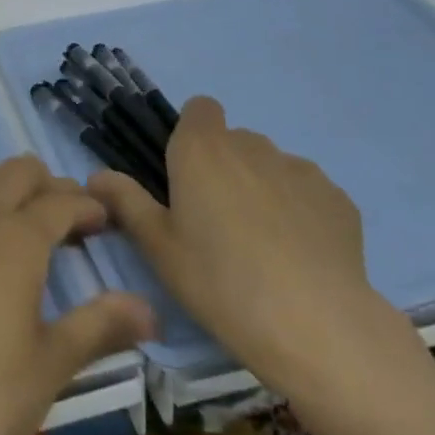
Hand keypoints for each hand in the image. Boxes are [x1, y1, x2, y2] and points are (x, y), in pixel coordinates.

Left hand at [0, 155, 153, 434]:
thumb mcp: (53, 364)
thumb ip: (101, 325)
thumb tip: (149, 310)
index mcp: (14, 237)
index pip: (60, 201)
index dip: (88, 207)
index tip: (105, 225)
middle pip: (18, 173)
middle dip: (50, 187)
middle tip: (71, 226)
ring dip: (11, 192)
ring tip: (29, 234)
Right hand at [87, 96, 417, 405]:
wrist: (316, 326)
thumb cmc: (220, 281)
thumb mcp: (159, 248)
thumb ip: (126, 202)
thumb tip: (96, 176)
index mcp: (201, 149)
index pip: (200, 108)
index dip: (193, 134)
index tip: (187, 177)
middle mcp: (251, 145)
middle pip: (234, 141)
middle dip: (225, 168)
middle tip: (218, 223)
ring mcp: (300, 169)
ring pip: (272, 166)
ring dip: (263, 188)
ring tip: (264, 247)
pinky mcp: (338, 199)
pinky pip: (309, 193)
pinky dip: (301, 212)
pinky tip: (301, 258)